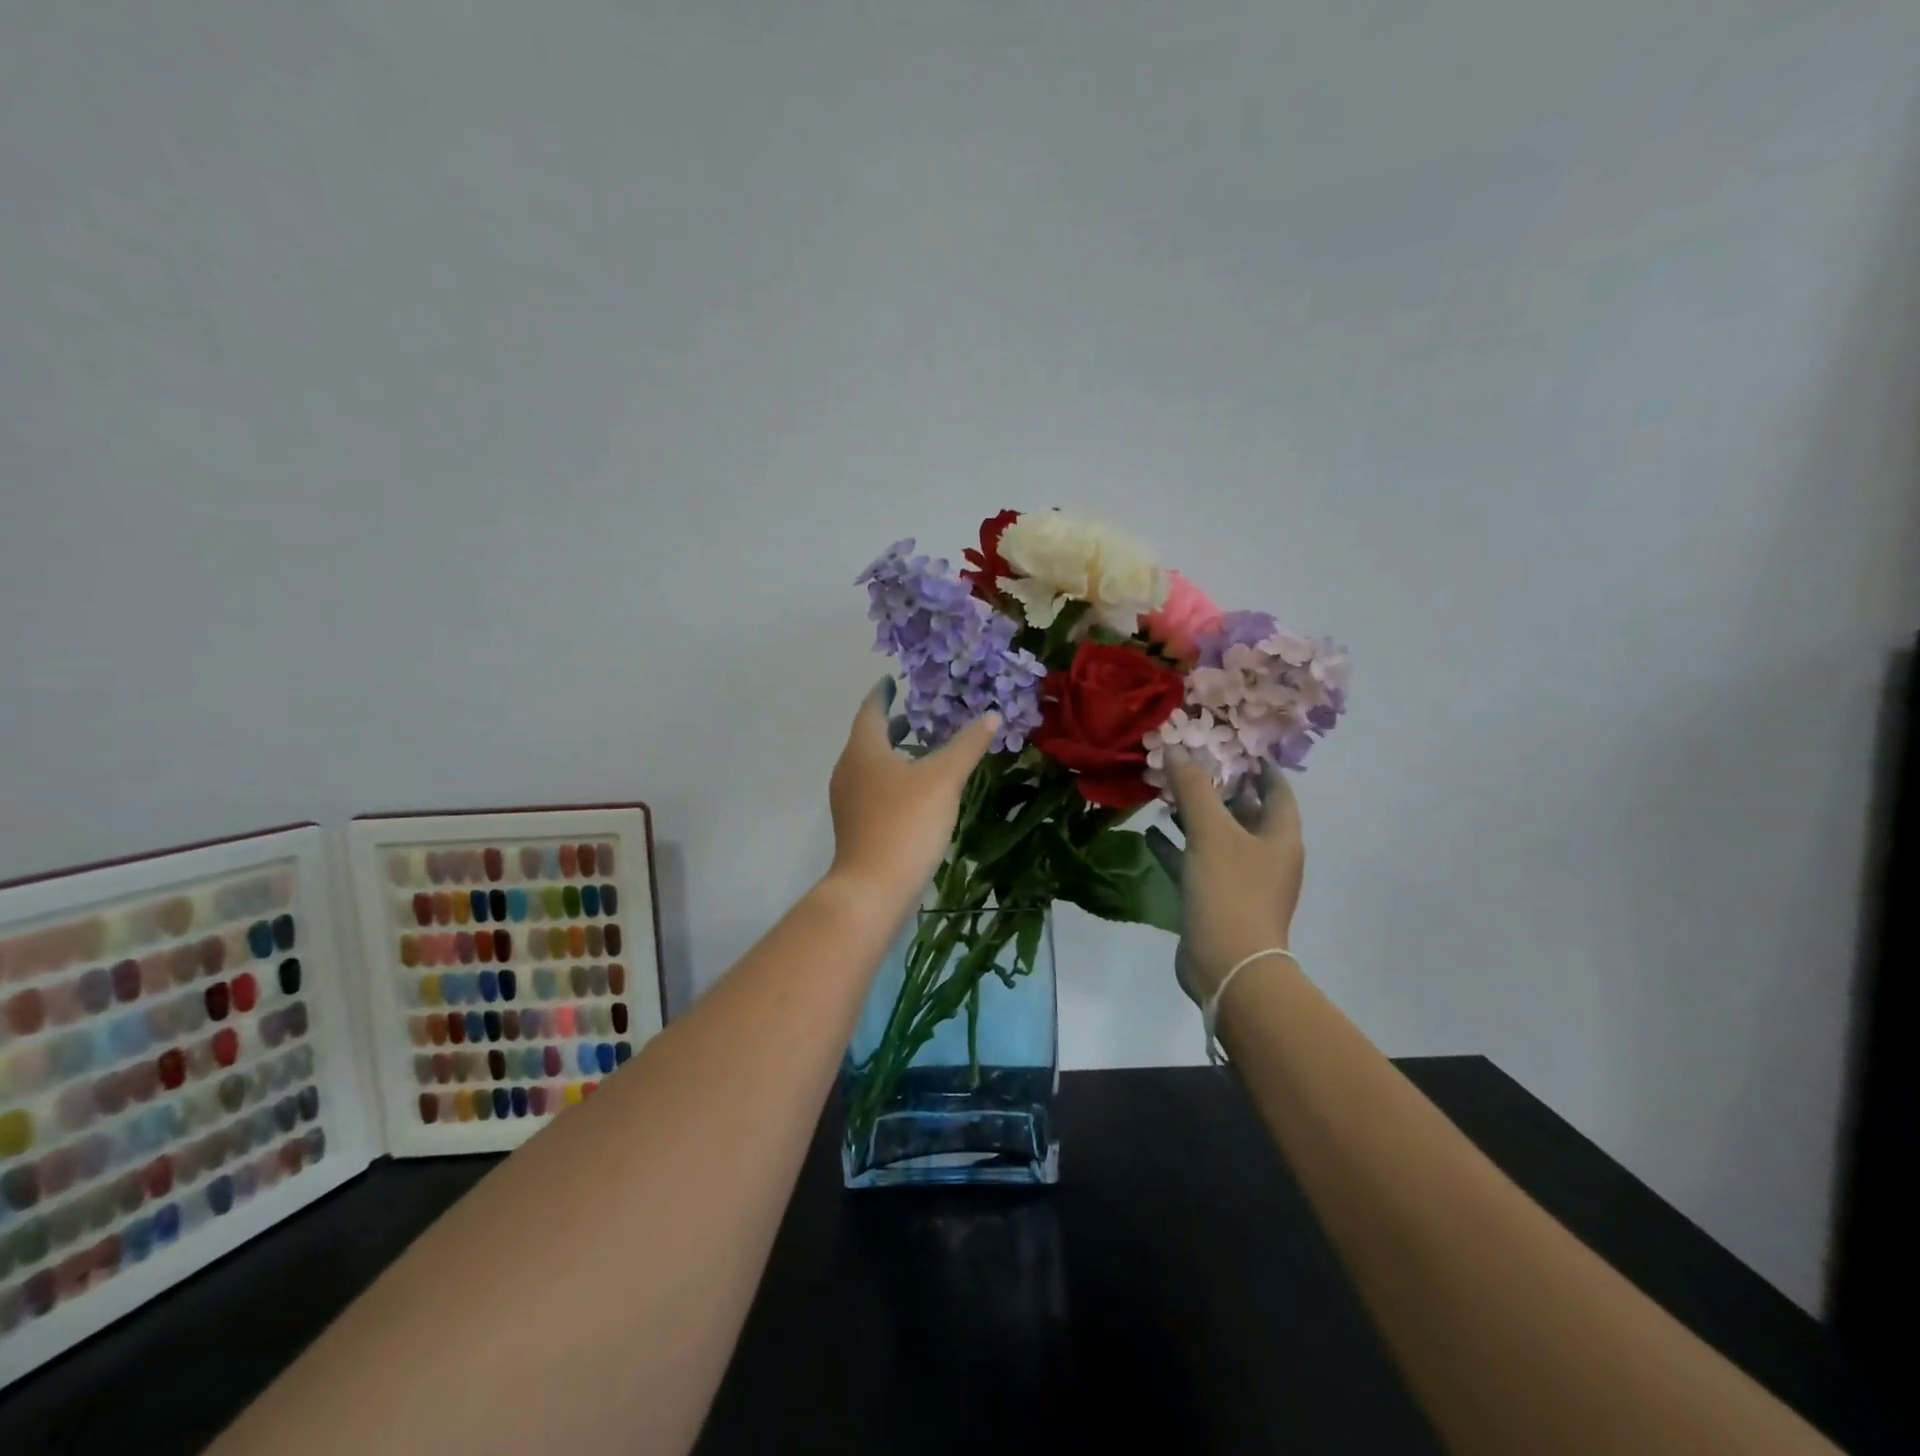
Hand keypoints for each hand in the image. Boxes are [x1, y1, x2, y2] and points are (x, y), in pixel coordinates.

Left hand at [826, 679, 998, 907]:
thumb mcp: (944, 779)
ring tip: (925, 750)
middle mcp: (848, 769)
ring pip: (871, 765)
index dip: (883, 693)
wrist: (873, 888)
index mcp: (863, 750)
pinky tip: (917, 791)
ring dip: (895, 753)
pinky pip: (873, 788)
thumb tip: (991, 714)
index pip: (871, 709)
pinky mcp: (855, 825)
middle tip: (922, 714)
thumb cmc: (906, 823)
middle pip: (869, 737)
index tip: (893, 680)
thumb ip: (967, 745)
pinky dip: (893, 778)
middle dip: (894, 724)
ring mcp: (848, 800)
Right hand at [1145, 754, 1304, 1005]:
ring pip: (1216, 838)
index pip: (1277, 790)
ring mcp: (1241, 881)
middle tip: (1189, 766)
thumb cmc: (1229, 889)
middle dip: (1218, 790)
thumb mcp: (1210, 831)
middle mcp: (1265, 856)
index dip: (1260, 767)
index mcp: (1279, 836)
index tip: (1237, 746)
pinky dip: (1176, 848)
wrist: (1227, 964)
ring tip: (1164, 795)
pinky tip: (1150, 834)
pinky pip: (1195, 864)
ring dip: (1193, 817)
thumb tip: (1176, 749)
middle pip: (1244, 813)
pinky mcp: (1215, 900)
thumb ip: (1193, 788)